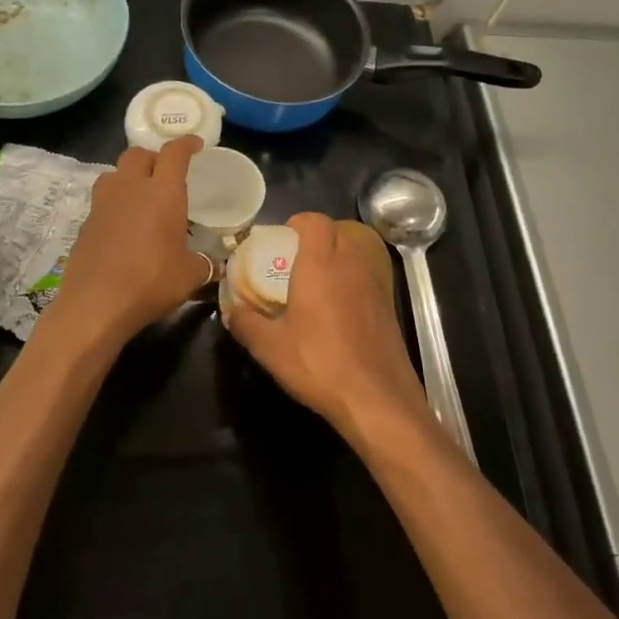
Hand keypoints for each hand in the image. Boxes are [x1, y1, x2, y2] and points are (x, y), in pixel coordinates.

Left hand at [47, 137, 214, 342]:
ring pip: (114, 173)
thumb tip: (216, 265)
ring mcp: (102, 204)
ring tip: (140, 195)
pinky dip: (114, 204)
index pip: (174, 153)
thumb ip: (205, 264)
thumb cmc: (151, 282)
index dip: (186, 144)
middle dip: (153, 157)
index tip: (195, 145)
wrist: (95, 305)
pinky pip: (102, 201)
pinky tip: (123, 226)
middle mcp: (130, 188)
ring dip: (128, 176)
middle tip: (165, 173)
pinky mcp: (85, 224)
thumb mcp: (190, 275)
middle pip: (138, 154)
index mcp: (162, 192)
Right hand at [224, 212, 428, 437]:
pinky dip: (350, 281)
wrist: (376, 398)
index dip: (298, 223)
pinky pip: (365, 277)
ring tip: (313, 285)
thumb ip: (246, 323)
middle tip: (293, 261)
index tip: (281, 239)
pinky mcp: (388, 305)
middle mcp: (351, 264)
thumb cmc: (318, 363)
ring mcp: (374, 284)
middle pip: (336, 231)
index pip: (314, 220)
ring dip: (335, 259)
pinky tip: (337, 312)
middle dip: (315, 238)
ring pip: (354, 253)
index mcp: (321, 263)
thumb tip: (231, 311)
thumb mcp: (269, 347)